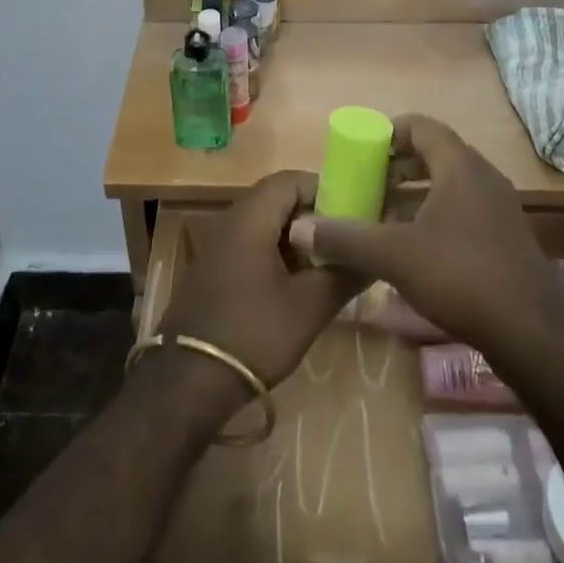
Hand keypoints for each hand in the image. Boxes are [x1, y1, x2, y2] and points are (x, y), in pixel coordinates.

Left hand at [158, 171, 364, 394]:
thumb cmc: (252, 333)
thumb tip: (375, 257)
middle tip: (345, 240)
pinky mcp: (214, 271)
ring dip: (296, 239)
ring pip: (265, 225)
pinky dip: (277, 255)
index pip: (290, 180)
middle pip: (278, 201)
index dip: (324, 189)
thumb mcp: (308, 307)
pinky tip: (297, 286)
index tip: (353, 212)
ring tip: (328, 264)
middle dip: (314, 216)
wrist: (188, 381)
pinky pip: (251, 246)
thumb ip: (343, 275)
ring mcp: (218, 246)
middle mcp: (230, 221)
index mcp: (250, 217)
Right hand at [286, 115, 563, 363]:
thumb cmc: (461, 276)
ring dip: (413, 197)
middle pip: (433, 156)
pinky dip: (432, 218)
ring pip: (447, 187)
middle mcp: (483, 177)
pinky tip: (411, 249)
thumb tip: (299, 228)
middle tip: (365, 184)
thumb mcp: (394, 255)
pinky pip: (461, 212)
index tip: (361, 150)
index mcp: (460, 166)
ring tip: (380, 217)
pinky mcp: (504, 239)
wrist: (533, 334)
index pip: (421, 126)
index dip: (388, 132)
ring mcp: (498, 209)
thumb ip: (346, 238)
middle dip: (396, 168)